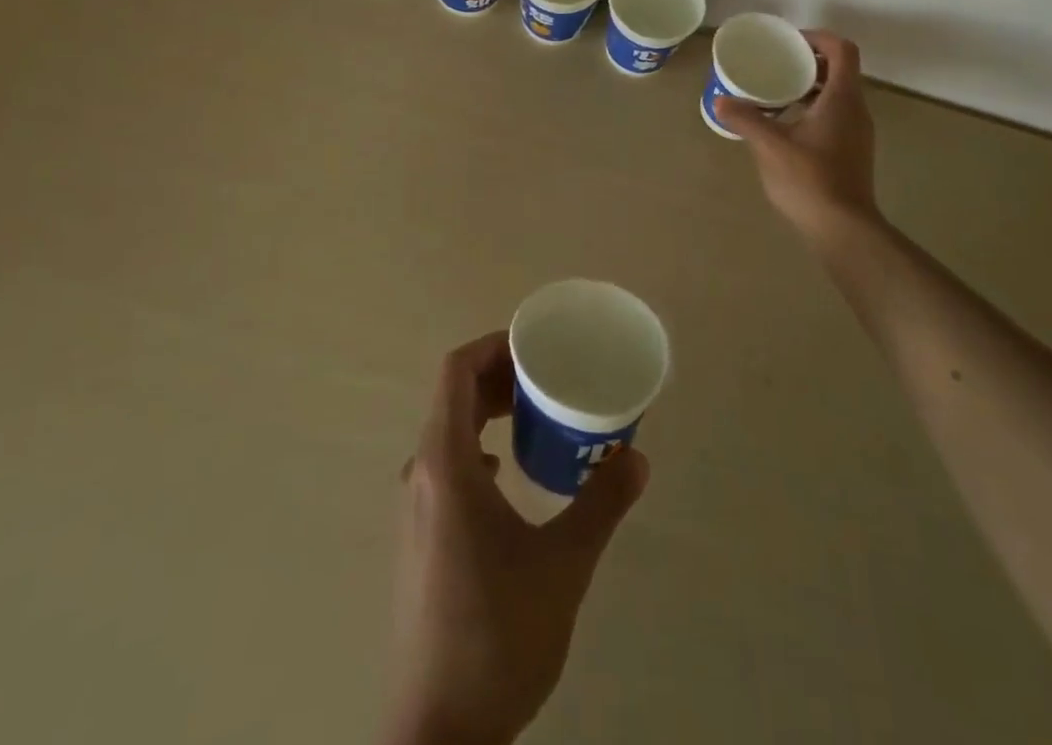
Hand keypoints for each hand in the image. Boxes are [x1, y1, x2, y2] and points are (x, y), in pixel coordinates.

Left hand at [385, 333, 648, 744]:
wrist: (439, 733)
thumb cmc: (497, 634)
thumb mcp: (563, 565)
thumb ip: (601, 503)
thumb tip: (637, 456)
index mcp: (444, 464)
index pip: (455, 371)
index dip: (492, 345)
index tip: (535, 346)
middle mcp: (420, 475)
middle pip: (451, 397)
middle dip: (497, 376)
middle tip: (545, 378)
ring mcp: (414, 509)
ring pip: (447, 432)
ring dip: (486, 413)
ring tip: (534, 417)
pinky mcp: (419, 539)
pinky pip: (445, 467)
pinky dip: (477, 448)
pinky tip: (508, 474)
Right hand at [715, 30, 880, 242]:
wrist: (843, 228)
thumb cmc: (810, 179)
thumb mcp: (770, 146)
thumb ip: (745, 119)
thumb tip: (720, 100)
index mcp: (842, 98)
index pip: (842, 50)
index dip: (818, 38)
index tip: (789, 43)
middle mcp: (856, 109)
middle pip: (840, 70)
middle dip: (809, 61)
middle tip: (777, 63)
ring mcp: (857, 132)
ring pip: (837, 94)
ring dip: (810, 86)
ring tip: (776, 92)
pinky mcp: (852, 151)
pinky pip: (835, 115)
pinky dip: (813, 108)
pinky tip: (786, 125)